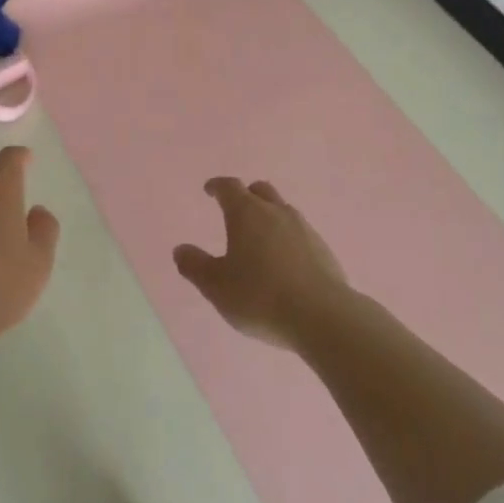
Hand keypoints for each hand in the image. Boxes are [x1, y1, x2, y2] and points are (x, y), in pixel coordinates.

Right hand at [174, 178, 348, 348]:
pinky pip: (300, 233)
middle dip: (246, 195)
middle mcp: (276, 212)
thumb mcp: (217, 286)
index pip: (229, 187)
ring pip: (282, 210)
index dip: (217, 186)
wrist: (322, 316)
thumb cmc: (260, 296)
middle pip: (260, 190)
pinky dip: (287, 238)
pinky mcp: (323, 249)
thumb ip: (195, 266)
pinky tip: (284, 261)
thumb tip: (180, 250)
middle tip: (235, 209)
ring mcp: (304, 229)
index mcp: (247, 213)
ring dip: (269, 217)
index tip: (210, 190)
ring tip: (259, 239)